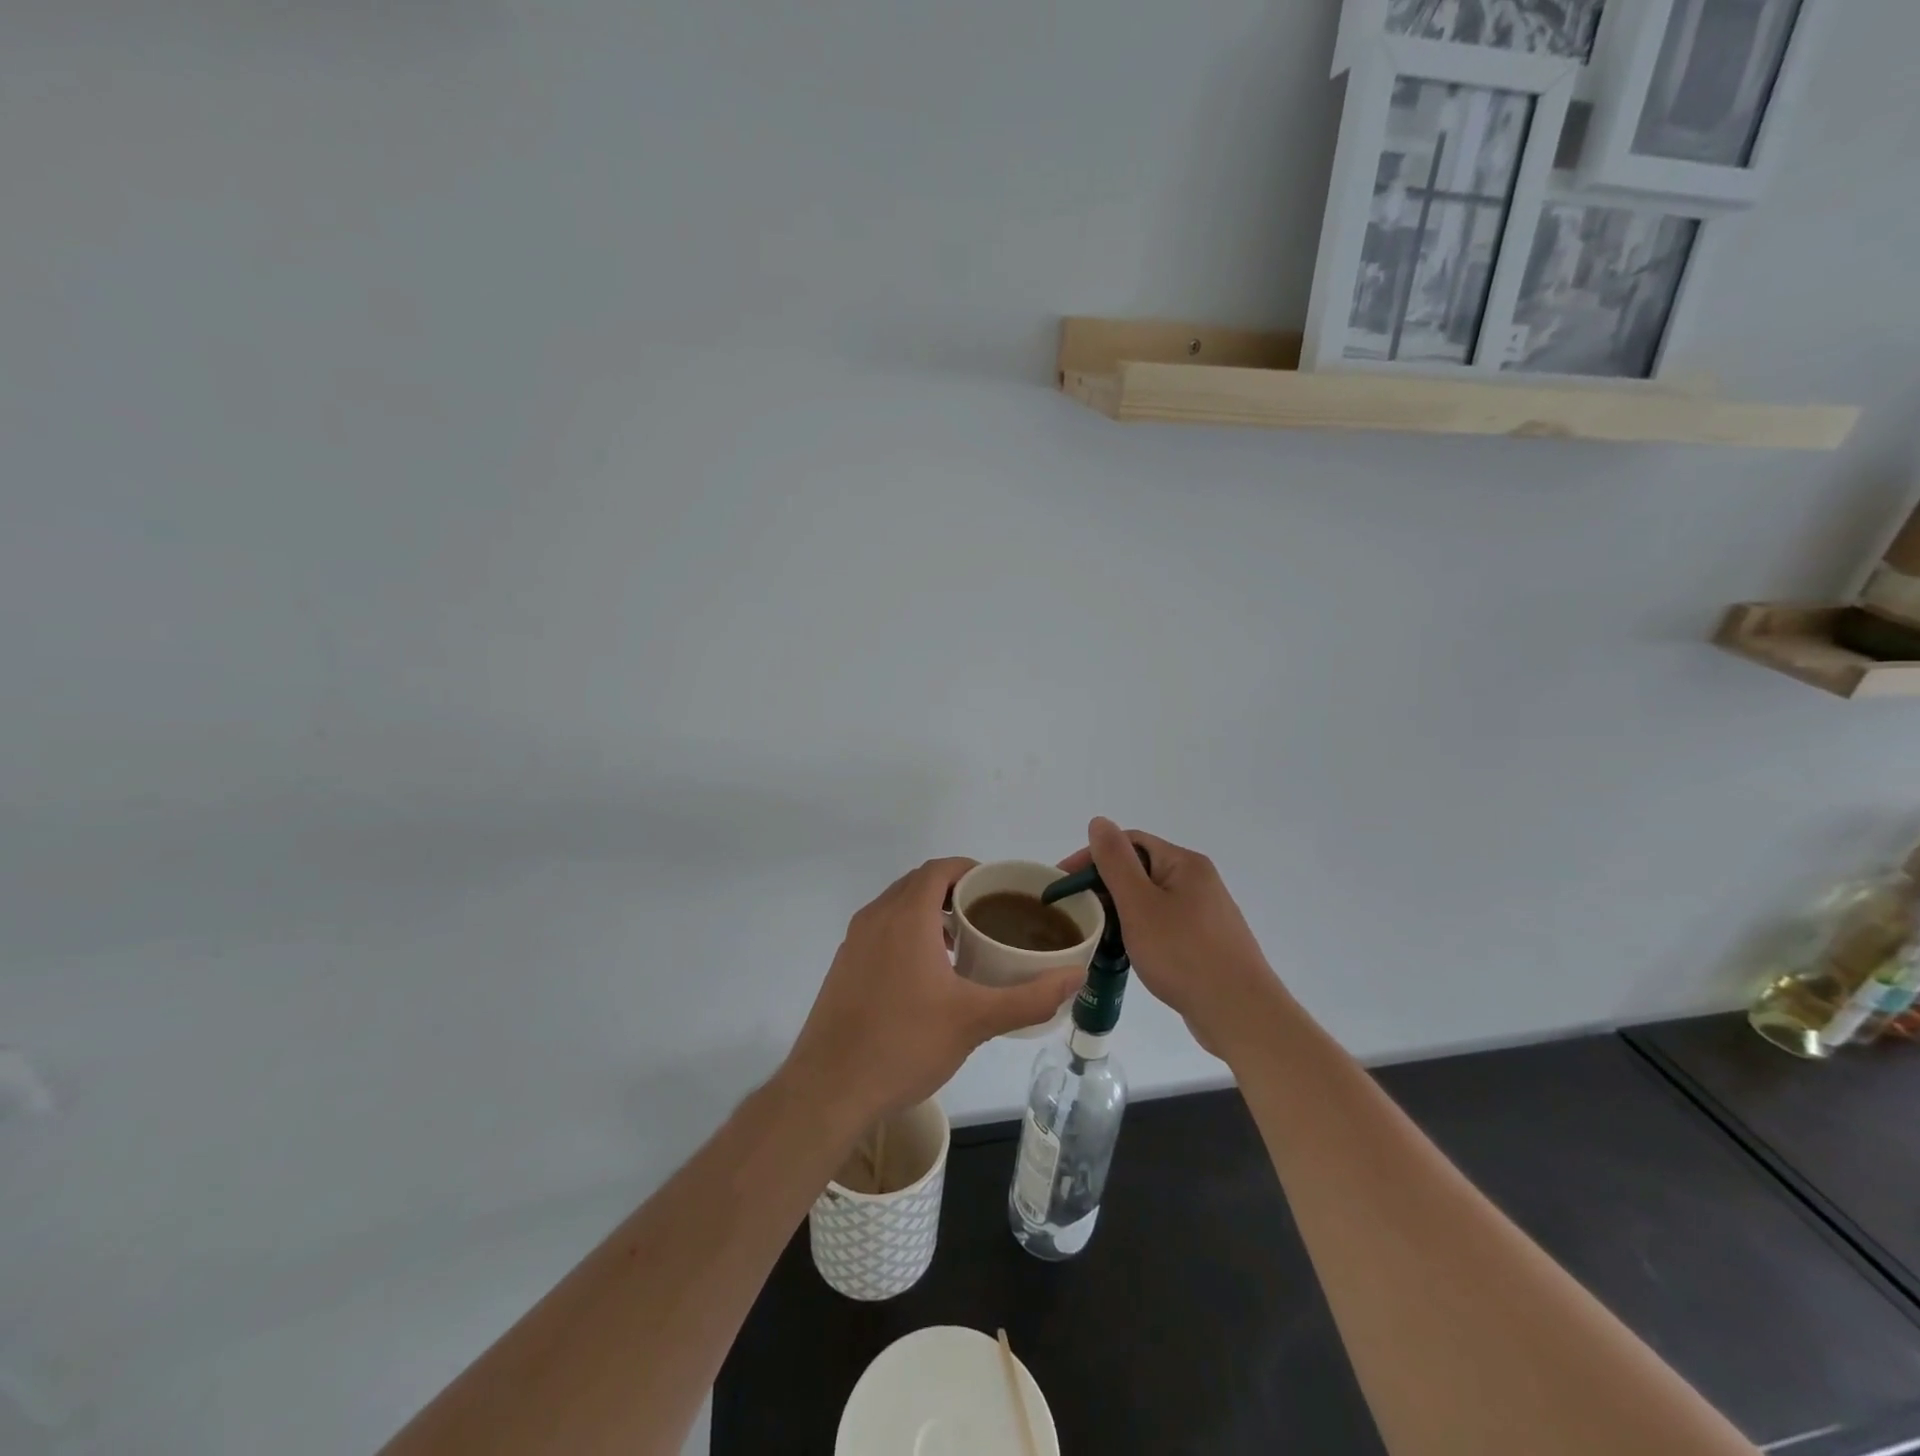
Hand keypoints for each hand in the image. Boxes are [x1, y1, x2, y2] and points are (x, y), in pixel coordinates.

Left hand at [781, 858, 1085, 1124]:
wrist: (829, 1089)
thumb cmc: (905, 1044)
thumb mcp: (975, 1021)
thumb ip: (1029, 997)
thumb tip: (1075, 976)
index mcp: (906, 916)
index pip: (940, 869)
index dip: (970, 869)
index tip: (998, 888)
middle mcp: (876, 917)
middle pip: (918, 884)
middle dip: (953, 891)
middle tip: (988, 915)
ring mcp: (854, 942)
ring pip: (896, 907)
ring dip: (929, 913)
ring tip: (962, 944)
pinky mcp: (843, 966)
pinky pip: (881, 931)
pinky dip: (907, 933)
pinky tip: (926, 975)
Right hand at [1064, 818, 1283, 1060]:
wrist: (1240, 1013)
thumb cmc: (1184, 954)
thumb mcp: (1140, 904)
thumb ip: (1116, 861)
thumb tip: (1099, 822)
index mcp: (1184, 863)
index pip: (1129, 842)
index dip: (1092, 857)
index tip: (1063, 884)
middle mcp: (1198, 880)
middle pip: (1140, 869)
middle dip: (1104, 885)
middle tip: (1076, 911)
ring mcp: (1205, 912)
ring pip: (1150, 899)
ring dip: (1120, 910)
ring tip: (1096, 932)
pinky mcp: (1206, 942)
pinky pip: (1163, 923)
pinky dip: (1139, 930)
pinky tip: (1127, 951)